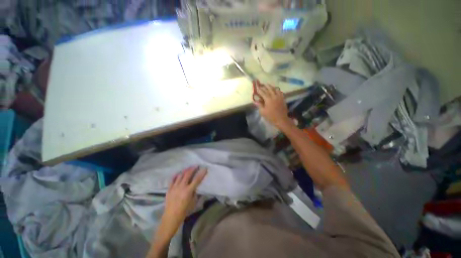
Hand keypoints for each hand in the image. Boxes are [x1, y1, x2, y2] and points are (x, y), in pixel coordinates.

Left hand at [157, 167, 206, 239]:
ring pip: (180, 175)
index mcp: (188, 191)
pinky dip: (176, 175)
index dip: (201, 173)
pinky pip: (172, 179)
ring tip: (189, 168)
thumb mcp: (193, 202)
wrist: (171, 217)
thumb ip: (195, 193)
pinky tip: (179, 173)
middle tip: (196, 165)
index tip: (205, 168)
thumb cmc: (184, 211)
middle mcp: (181, 187)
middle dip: (193, 169)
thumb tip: (196, 187)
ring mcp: (174, 187)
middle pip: (188, 174)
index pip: (197, 180)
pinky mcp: (169, 189)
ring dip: (185, 170)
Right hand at [254, 84, 291, 128]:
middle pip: (269, 89)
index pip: (263, 92)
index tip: (256, 87)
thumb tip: (256, 100)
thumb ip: (259, 105)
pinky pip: (280, 91)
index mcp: (268, 99)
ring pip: (275, 89)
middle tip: (261, 85)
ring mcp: (279, 96)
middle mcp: (274, 96)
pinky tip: (275, 89)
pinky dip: (276, 89)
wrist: (281, 119)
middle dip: (264, 86)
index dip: (259, 90)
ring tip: (267, 85)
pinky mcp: (283, 98)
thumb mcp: (263, 111)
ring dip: (270, 86)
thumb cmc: (270, 116)